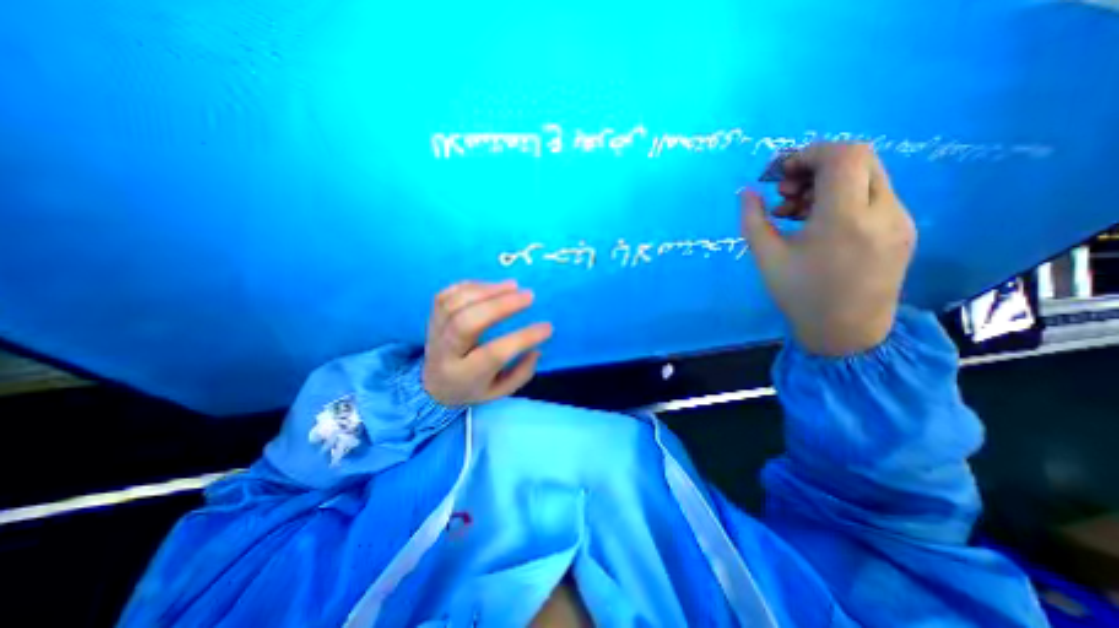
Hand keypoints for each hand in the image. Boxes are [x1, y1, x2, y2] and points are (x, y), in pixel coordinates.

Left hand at [423, 277, 552, 405]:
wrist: (432, 386)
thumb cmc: (472, 388)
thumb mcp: (499, 393)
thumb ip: (520, 373)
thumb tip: (536, 349)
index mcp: (464, 375)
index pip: (494, 354)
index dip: (522, 338)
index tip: (547, 327)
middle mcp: (445, 352)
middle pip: (467, 322)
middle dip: (500, 305)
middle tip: (529, 296)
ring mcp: (435, 332)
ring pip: (455, 304)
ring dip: (487, 290)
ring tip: (513, 286)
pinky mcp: (432, 317)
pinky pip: (447, 295)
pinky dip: (471, 286)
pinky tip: (492, 286)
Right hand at [741, 141, 913, 357]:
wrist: (846, 332)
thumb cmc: (800, 295)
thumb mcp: (766, 258)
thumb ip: (753, 220)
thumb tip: (746, 191)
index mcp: (844, 219)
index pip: (842, 156)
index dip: (808, 154)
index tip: (780, 173)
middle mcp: (883, 212)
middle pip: (859, 158)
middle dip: (815, 165)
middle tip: (785, 190)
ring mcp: (900, 220)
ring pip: (867, 175)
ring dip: (828, 182)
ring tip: (794, 210)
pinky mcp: (903, 229)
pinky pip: (873, 196)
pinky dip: (843, 197)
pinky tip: (817, 222)